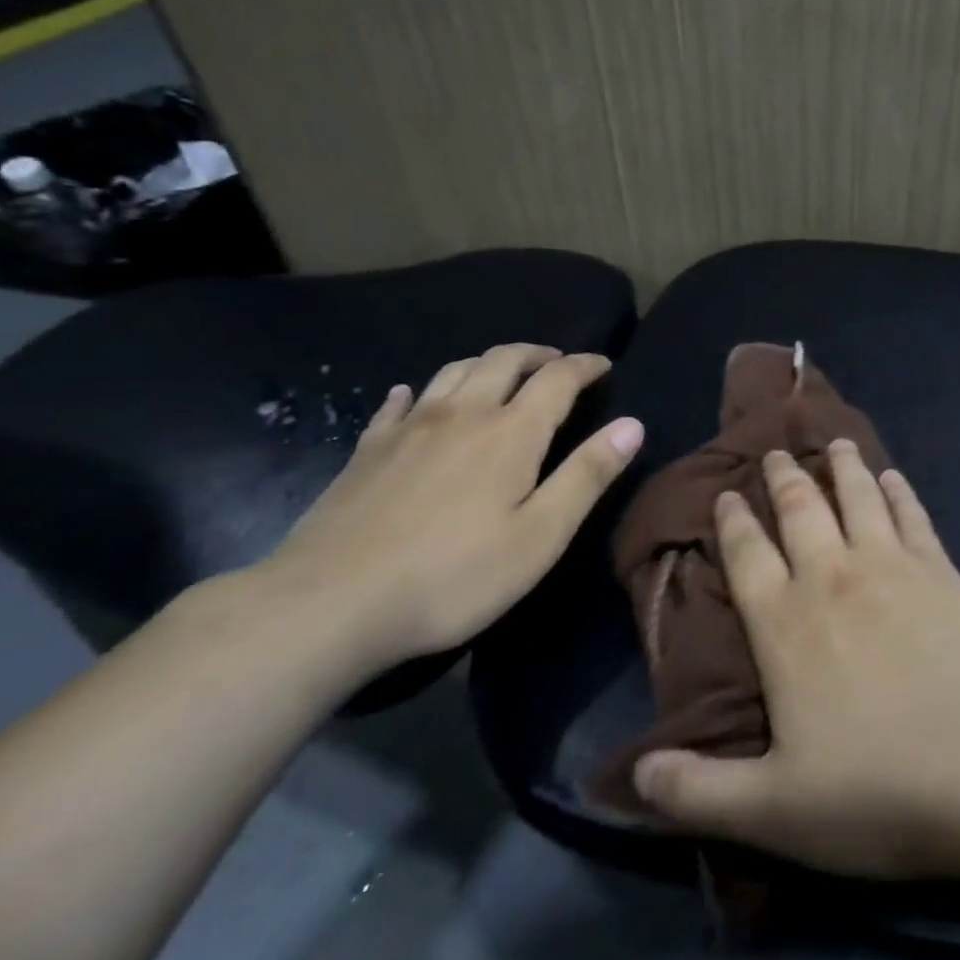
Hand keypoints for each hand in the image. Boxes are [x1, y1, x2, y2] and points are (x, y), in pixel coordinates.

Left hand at [256, 344, 643, 670]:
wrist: (327, 605)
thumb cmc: (453, 576)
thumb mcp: (540, 536)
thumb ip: (588, 476)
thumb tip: (633, 425)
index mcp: (511, 432)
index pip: (558, 378)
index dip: (585, 366)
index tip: (604, 365)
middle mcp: (462, 413)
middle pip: (504, 359)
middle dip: (538, 354)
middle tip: (558, 364)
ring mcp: (409, 428)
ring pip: (454, 370)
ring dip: (487, 362)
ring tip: (503, 374)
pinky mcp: (367, 450)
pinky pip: (398, 403)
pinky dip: (419, 391)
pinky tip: (415, 397)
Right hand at [631, 441, 959, 879]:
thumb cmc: (879, 786)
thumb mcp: (773, 811)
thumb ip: (697, 792)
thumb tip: (633, 776)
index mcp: (784, 624)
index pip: (747, 556)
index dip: (733, 521)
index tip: (727, 494)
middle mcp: (831, 577)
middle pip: (799, 510)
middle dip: (782, 478)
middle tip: (775, 451)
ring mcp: (890, 565)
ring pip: (857, 497)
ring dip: (842, 467)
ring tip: (834, 443)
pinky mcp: (940, 568)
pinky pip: (911, 515)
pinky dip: (899, 491)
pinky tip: (894, 477)